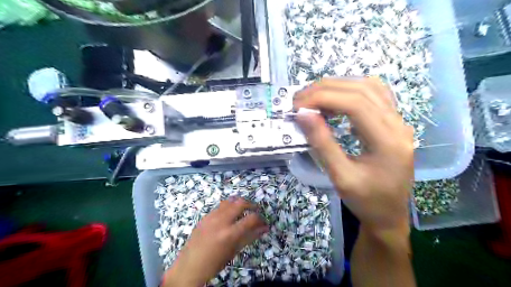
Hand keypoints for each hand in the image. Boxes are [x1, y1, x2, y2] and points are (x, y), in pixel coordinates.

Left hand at [163, 198, 268, 285]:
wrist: (189, 267)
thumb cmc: (214, 263)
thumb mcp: (234, 251)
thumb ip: (250, 237)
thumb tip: (264, 228)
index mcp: (229, 234)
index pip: (251, 218)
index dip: (260, 219)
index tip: (263, 222)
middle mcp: (221, 221)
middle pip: (240, 203)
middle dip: (251, 204)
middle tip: (255, 210)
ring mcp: (211, 217)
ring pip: (229, 201)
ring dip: (239, 203)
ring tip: (243, 210)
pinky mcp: (205, 216)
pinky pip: (219, 206)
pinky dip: (228, 207)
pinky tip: (229, 215)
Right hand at [293, 78, 412, 236]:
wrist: (389, 215)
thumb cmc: (366, 201)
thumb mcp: (340, 177)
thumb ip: (322, 144)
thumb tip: (303, 115)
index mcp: (388, 141)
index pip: (355, 104)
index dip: (323, 98)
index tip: (298, 106)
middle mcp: (398, 125)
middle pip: (362, 90)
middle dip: (326, 89)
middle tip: (300, 100)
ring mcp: (399, 122)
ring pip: (369, 87)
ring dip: (338, 86)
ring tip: (313, 98)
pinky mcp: (393, 123)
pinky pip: (374, 95)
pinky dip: (350, 91)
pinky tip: (335, 101)